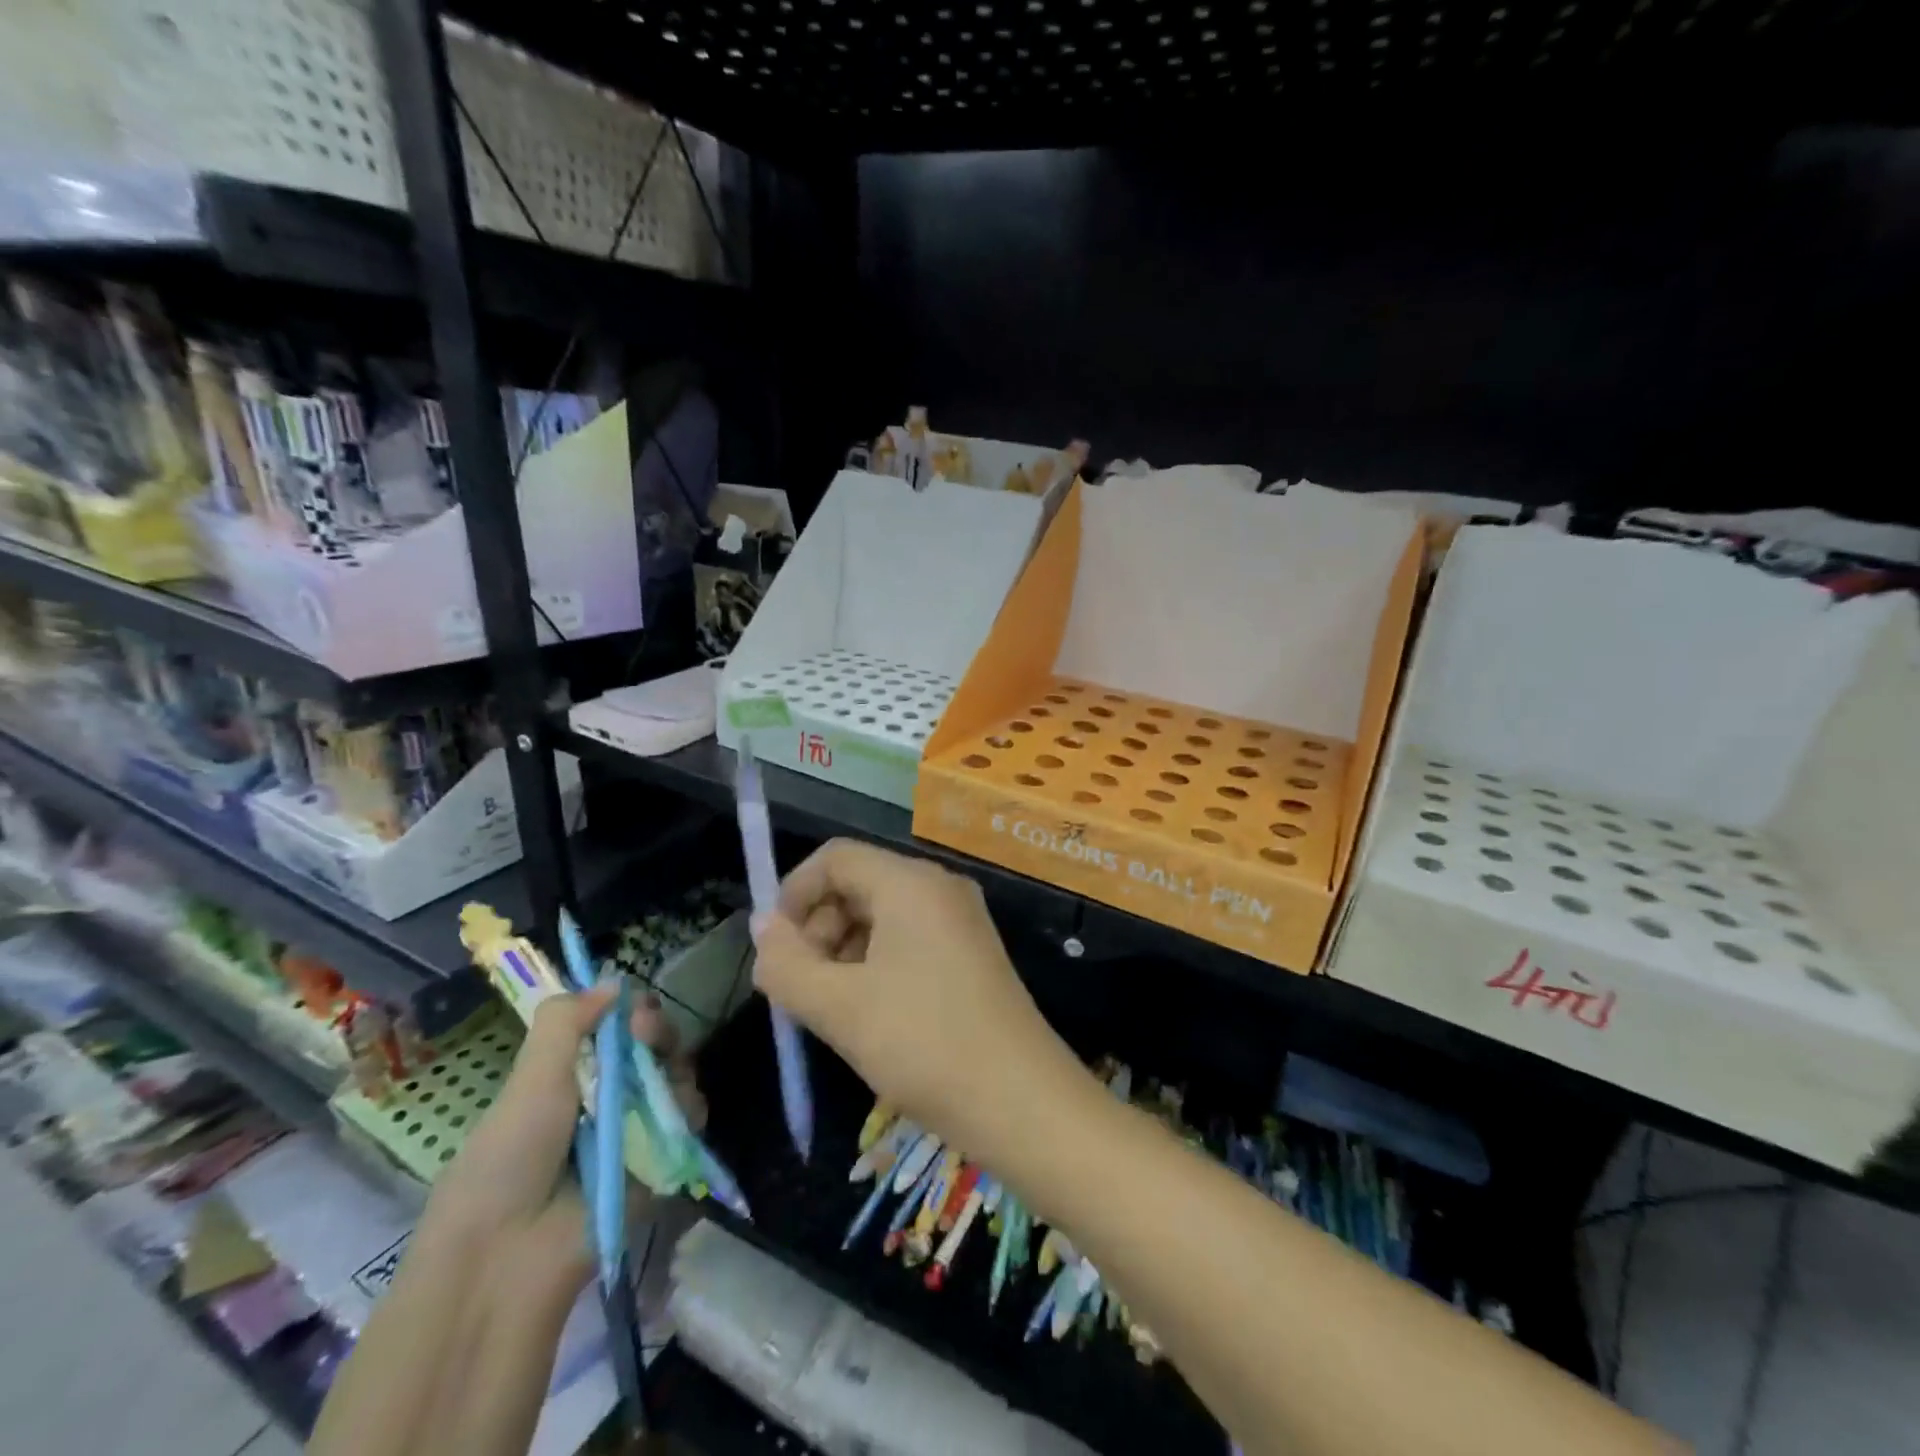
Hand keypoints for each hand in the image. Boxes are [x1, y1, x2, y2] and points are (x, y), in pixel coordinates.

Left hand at [423, 984, 704, 1291]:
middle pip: (654, 1046)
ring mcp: (635, 1128)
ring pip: (677, 1076)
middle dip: (657, 1033)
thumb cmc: (507, 1159)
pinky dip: (688, 1110)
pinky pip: (690, 1120)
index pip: (616, 1026)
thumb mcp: (529, 1080)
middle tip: (646, 1038)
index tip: (633, 1011)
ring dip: (674, 1069)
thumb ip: (565, 1022)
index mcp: (571, 1074)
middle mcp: (607, 1096)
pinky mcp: (660, 1161)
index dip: (631, 1011)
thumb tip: (612, 981)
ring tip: (659, 1086)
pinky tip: (675, 1115)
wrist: (508, 1258)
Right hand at [752, 839, 1081, 1160]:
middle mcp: (939, 887)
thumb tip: (762, 928)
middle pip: (859, 883)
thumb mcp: (840, 1008)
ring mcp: (961, 919)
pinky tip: (866, 1013)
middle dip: (817, 927)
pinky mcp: (971, 952)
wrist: (1023, 1103)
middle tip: (798, 987)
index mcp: (910, 883)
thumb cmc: (924, 1045)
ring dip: (843, 950)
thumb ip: (787, 965)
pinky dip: (875, 963)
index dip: (793, 894)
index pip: (835, 858)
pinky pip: (908, 938)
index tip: (774, 950)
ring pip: (882, 914)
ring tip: (828, 1007)